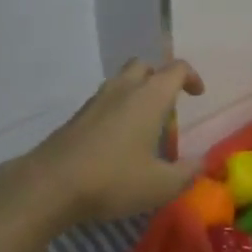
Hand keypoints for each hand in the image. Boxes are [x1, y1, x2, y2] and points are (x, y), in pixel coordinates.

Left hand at [5, 58, 205, 226]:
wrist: (49, 185)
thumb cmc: (113, 180)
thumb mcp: (160, 185)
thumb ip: (187, 173)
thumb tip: (202, 162)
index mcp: (150, 97)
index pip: (176, 69)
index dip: (191, 77)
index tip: (198, 94)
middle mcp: (123, 89)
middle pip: (144, 66)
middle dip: (159, 78)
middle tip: (168, 104)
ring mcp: (95, 101)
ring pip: (121, 81)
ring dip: (136, 92)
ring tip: (143, 123)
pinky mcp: (76, 117)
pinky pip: (104, 101)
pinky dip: (116, 109)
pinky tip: (117, 140)